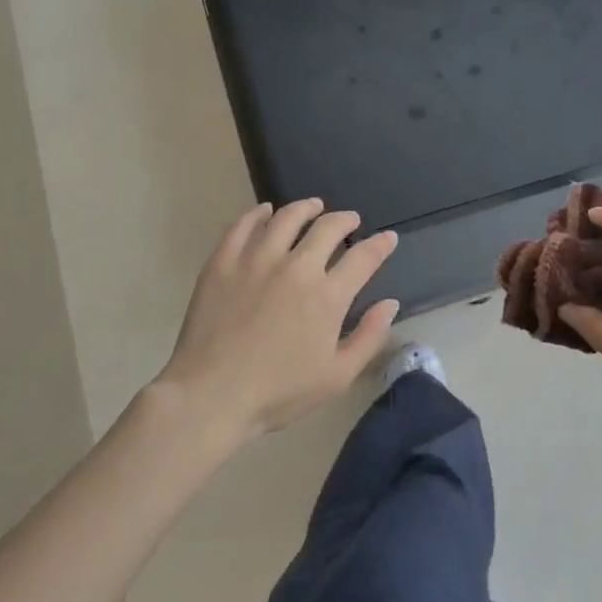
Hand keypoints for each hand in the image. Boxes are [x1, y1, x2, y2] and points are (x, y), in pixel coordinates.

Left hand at [154, 199, 400, 441]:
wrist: (211, 395)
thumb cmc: (279, 392)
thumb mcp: (337, 376)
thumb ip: (369, 337)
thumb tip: (390, 304)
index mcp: (327, 296)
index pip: (364, 258)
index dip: (381, 244)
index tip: (388, 238)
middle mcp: (296, 268)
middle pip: (327, 228)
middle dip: (345, 220)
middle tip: (350, 220)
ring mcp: (256, 261)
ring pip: (286, 218)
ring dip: (306, 208)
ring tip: (313, 206)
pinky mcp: (222, 262)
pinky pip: (242, 226)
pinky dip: (257, 214)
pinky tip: (264, 212)